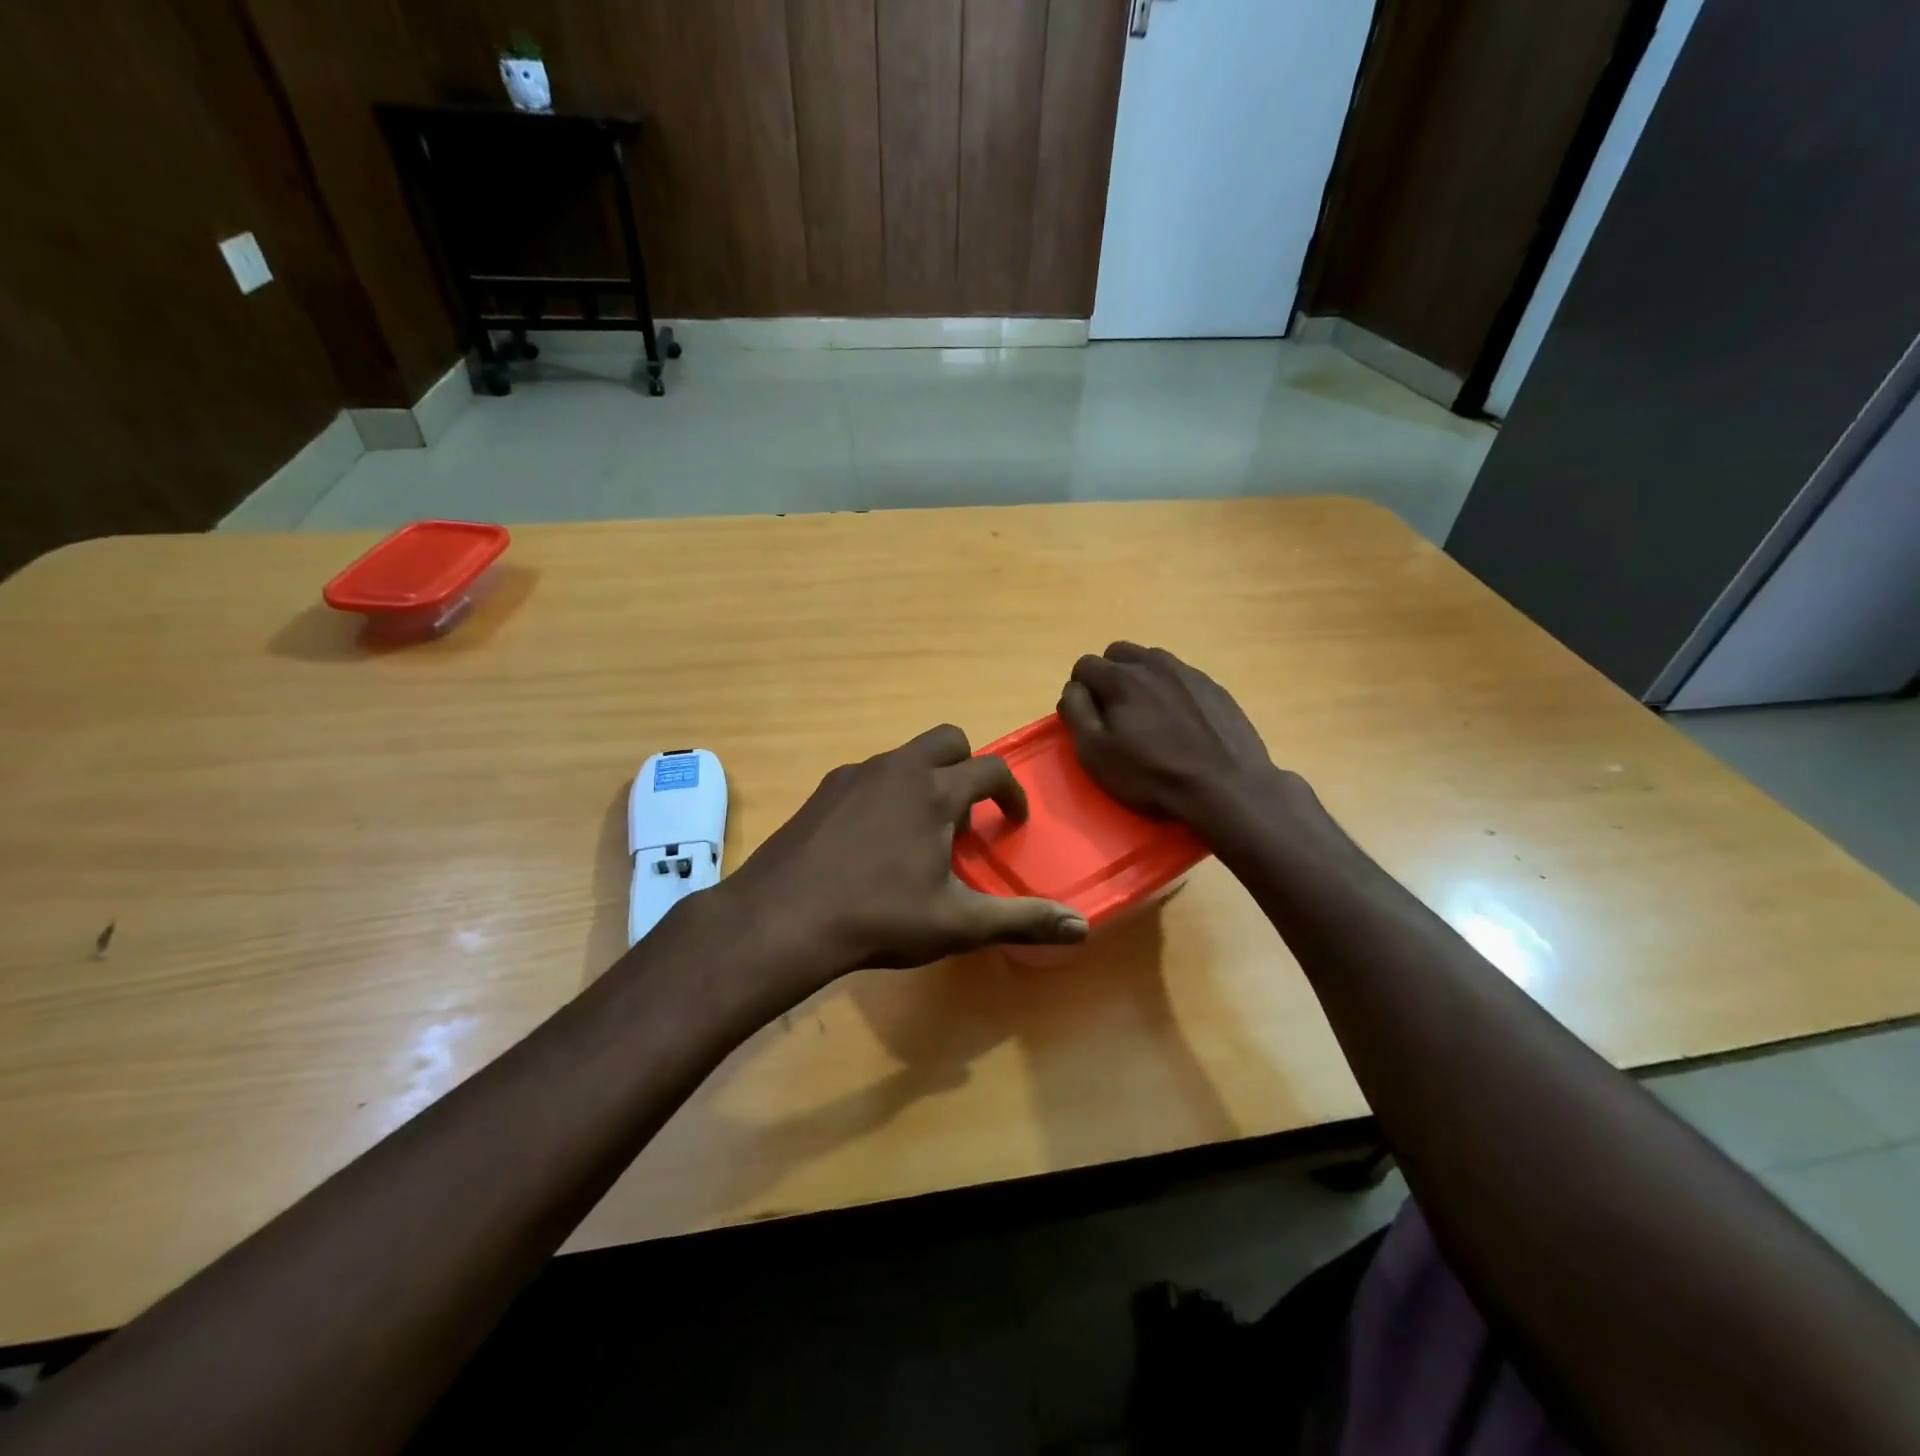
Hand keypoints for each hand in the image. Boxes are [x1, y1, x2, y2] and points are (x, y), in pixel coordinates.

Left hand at [713, 725, 1088, 990]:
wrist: (783, 918)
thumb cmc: (879, 918)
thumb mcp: (957, 924)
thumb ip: (1021, 920)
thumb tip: (1083, 928)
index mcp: (935, 792)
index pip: (990, 770)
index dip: (1011, 793)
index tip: (1012, 821)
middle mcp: (898, 769)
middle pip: (948, 740)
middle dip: (967, 768)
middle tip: (965, 817)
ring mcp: (855, 774)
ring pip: (905, 756)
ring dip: (925, 780)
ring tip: (920, 833)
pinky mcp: (823, 790)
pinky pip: (869, 775)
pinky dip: (886, 792)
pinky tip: (873, 840)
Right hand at [1058, 643, 1279, 829]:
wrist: (1226, 787)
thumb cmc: (1152, 774)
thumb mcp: (1096, 752)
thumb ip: (1075, 712)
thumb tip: (1073, 689)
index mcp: (1121, 677)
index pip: (1084, 664)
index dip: (1079, 690)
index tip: (1088, 718)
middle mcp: (1154, 663)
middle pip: (1117, 653)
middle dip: (1108, 676)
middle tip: (1115, 712)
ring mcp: (1188, 672)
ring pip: (1151, 661)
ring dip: (1140, 679)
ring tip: (1148, 716)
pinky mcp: (1214, 687)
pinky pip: (1180, 677)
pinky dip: (1170, 691)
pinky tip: (1179, 723)